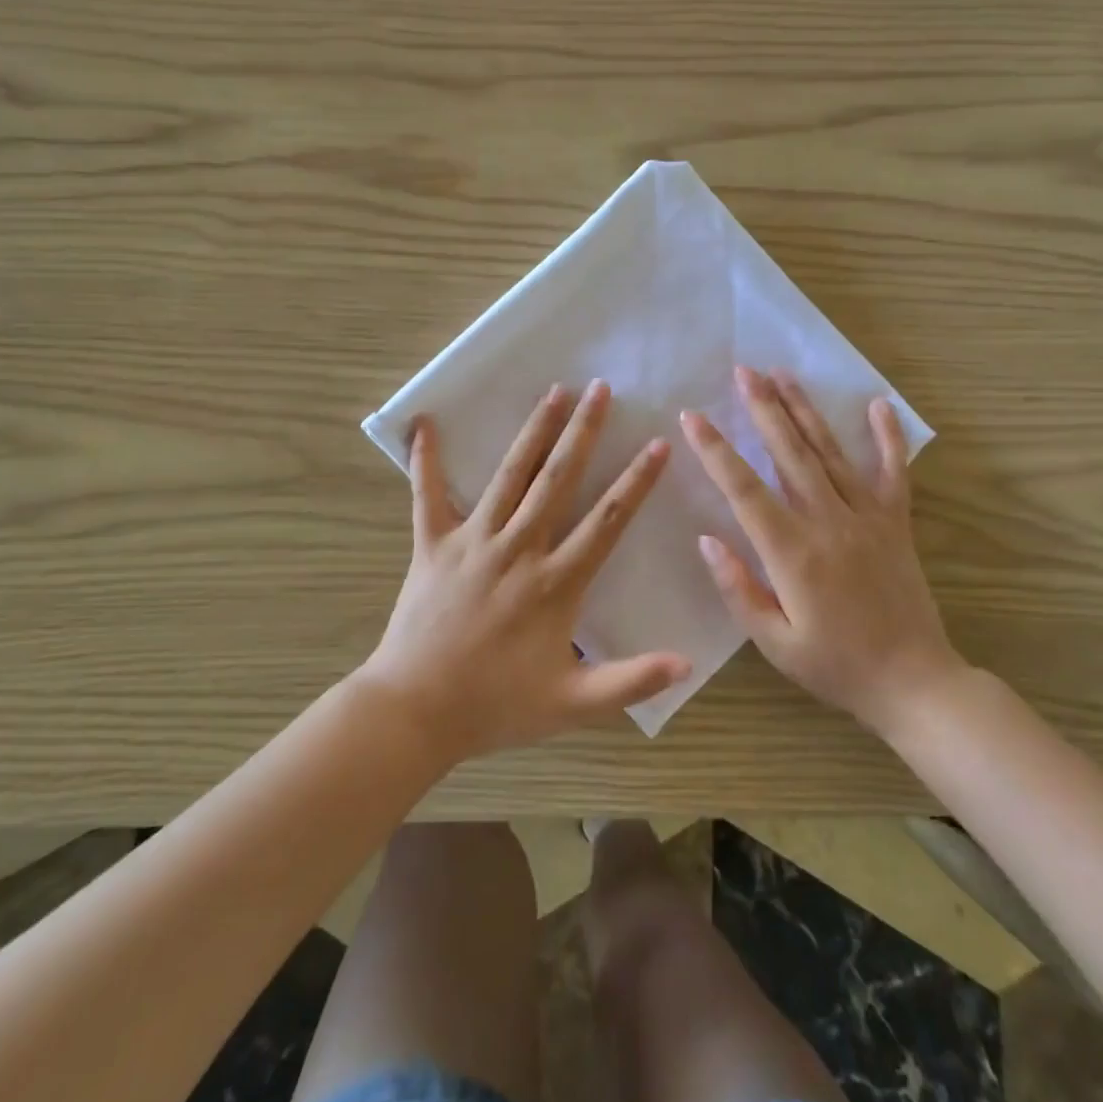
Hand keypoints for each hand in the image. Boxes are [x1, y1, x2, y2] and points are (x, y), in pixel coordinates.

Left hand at [361, 381, 689, 762]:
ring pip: (509, 475)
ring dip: (533, 431)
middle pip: (558, 479)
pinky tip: (424, 422)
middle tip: (600, 389)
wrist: (414, 712)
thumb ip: (630, 681)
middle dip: (583, 431)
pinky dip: (426, 459)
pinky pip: (427, 495)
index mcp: (555, 582)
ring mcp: (473, 541)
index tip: (657, 444)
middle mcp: (519, 548)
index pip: (607, 520)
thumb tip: (687, 664)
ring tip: (553, 391)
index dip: (636, 481)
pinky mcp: (432, 545)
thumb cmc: (496, 706)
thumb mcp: (572, 704)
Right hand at [682, 366, 966, 739]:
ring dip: (804, 410)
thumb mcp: (774, 642)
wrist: (914, 683)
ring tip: (783, 375)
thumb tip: (707, 539)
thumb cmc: (835, 667)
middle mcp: (828, 521)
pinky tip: (878, 404)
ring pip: (831, 452)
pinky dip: (887, 437)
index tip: (692, 417)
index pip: (744, 489)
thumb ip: (738, 588)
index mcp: (792, 552)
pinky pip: (893, 471)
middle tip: (743, 371)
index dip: (715, 450)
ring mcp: (867, 517)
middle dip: (763, 408)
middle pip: (789, 453)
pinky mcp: (896, 522)